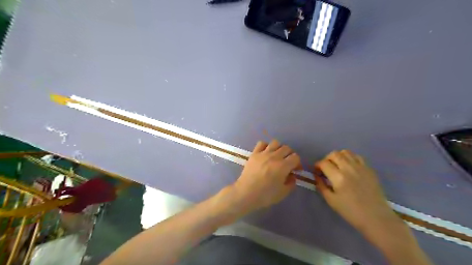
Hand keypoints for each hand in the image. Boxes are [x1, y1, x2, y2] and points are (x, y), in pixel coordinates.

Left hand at [231, 141, 300, 212]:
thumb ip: (291, 183)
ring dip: (279, 148)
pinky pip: (261, 143)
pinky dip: (266, 146)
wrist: (246, 193)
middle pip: (287, 148)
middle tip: (287, 163)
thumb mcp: (283, 193)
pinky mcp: (254, 153)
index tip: (296, 170)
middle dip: (290, 155)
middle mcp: (274, 156)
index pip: (295, 157)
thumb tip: (292, 176)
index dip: (298, 163)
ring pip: (275, 143)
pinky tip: (265, 153)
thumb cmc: (265, 195)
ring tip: (277, 156)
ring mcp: (263, 153)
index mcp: (283, 166)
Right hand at [314, 150, 399, 232]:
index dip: (317, 165)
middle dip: (326, 159)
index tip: (317, 171)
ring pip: (346, 152)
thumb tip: (316, 176)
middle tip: (326, 168)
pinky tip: (349, 167)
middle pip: (334, 154)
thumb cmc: (350, 211)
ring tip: (337, 166)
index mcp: (338, 177)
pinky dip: (350, 158)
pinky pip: (357, 156)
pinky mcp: (369, 169)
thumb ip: (321, 186)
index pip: (323, 163)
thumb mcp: (331, 200)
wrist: (376, 217)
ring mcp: (361, 167)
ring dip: (338, 156)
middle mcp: (349, 168)